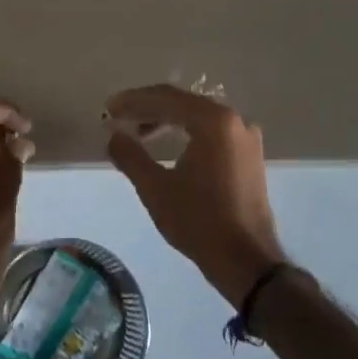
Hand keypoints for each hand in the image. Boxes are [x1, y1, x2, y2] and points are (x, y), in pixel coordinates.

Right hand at [105, 85, 286, 307]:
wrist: (247, 261)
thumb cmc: (199, 221)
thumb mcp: (156, 188)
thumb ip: (130, 155)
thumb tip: (113, 135)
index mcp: (213, 121)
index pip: (166, 97)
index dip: (133, 101)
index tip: (108, 108)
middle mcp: (234, 120)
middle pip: (183, 103)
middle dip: (148, 108)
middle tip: (118, 117)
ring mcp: (245, 137)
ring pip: (198, 117)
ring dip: (166, 121)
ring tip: (138, 134)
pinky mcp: (249, 155)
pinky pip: (211, 131)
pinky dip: (186, 132)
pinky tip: (167, 145)